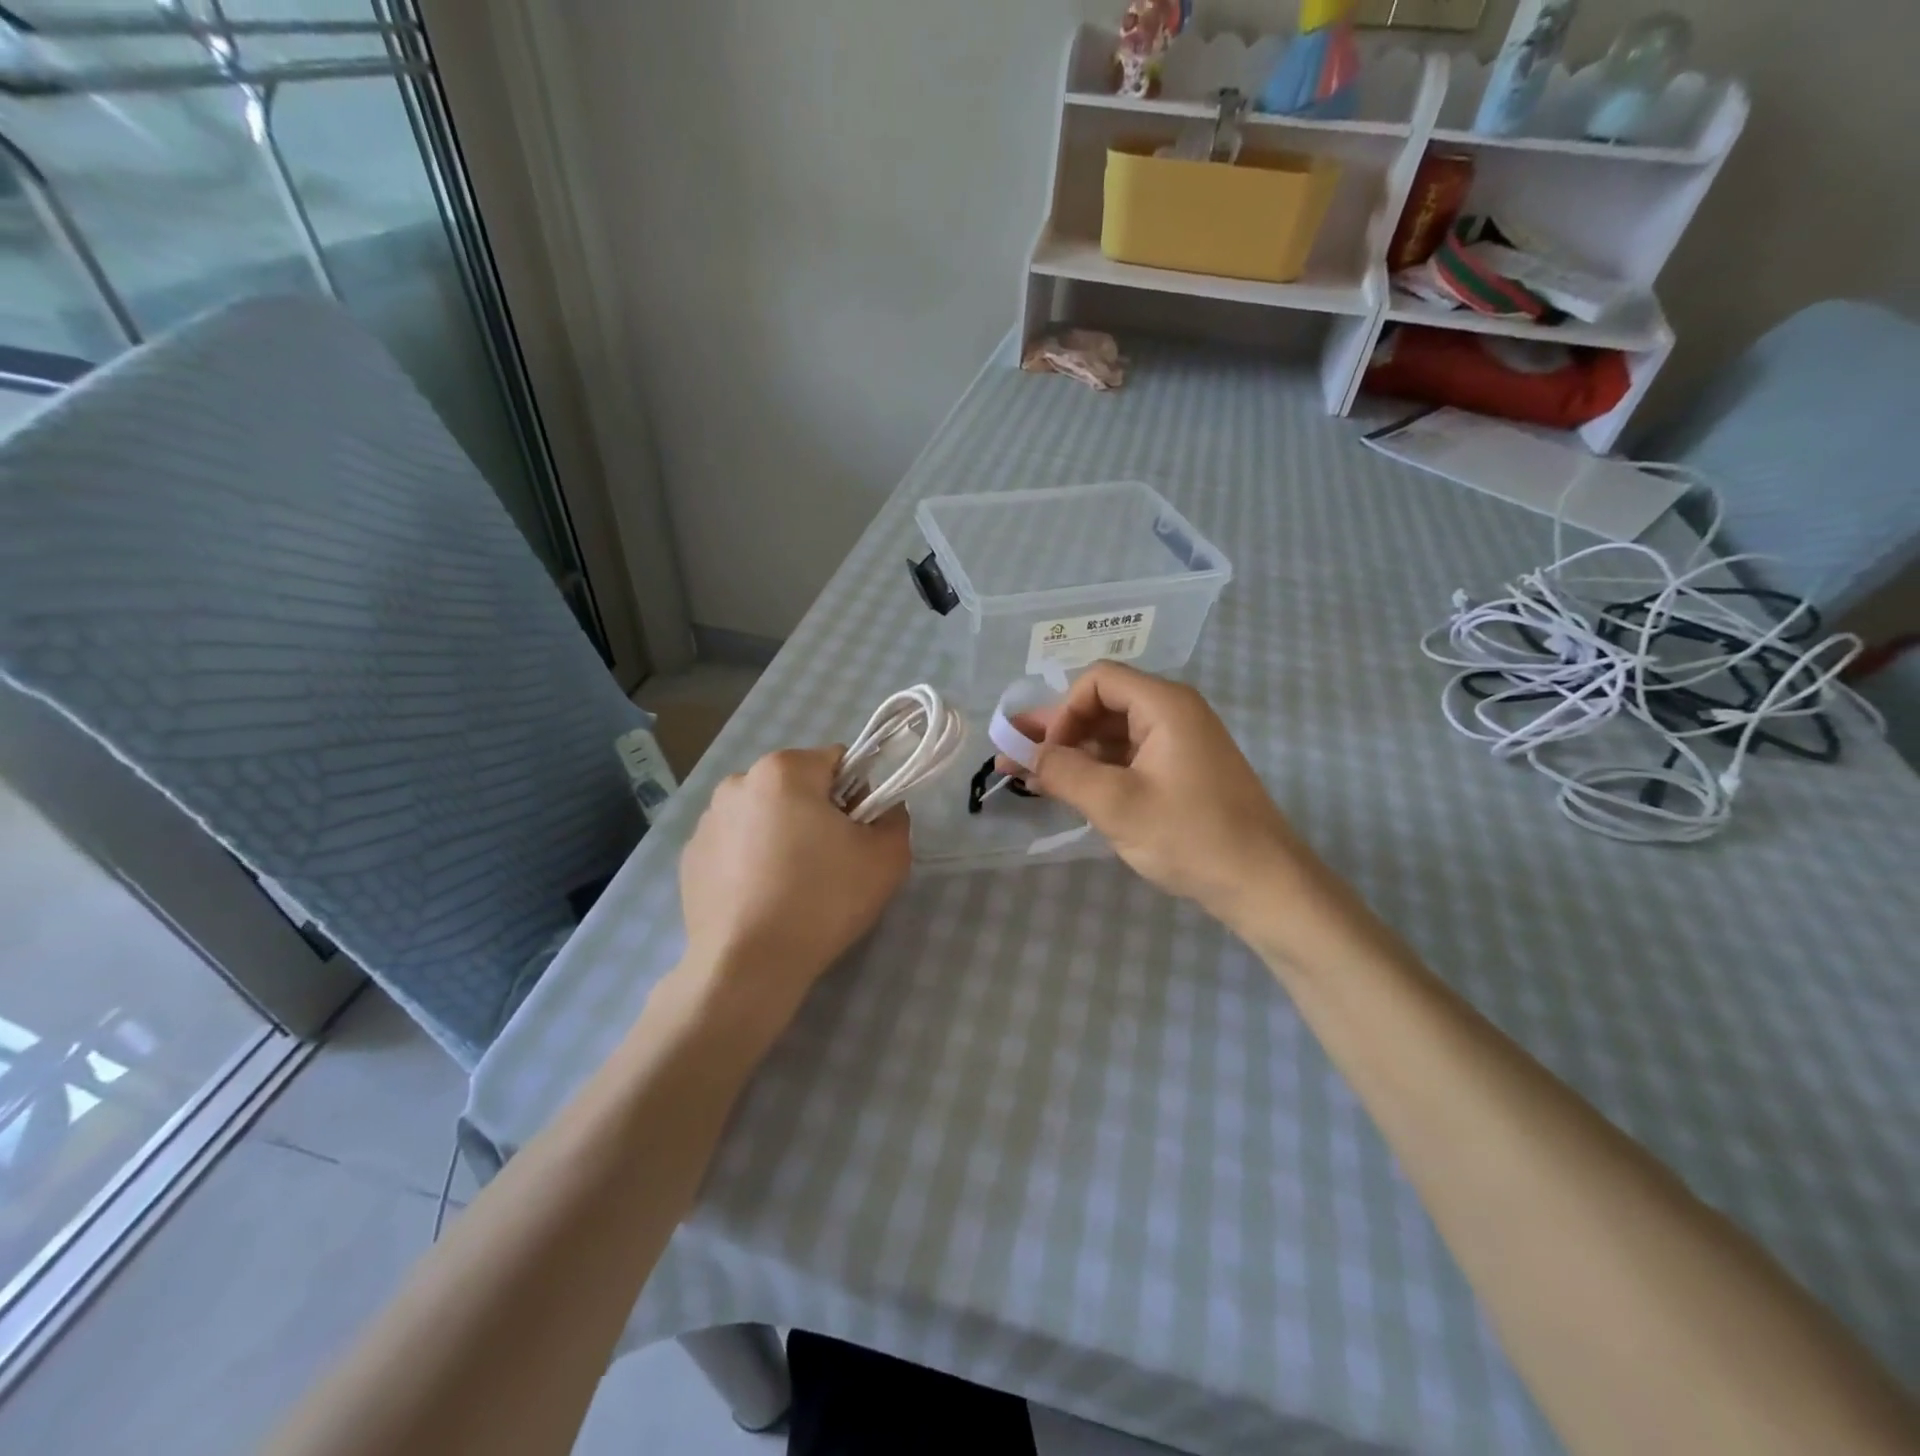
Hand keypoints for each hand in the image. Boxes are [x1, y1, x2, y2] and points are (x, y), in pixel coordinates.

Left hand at [678, 747, 910, 1017]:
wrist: (747, 967)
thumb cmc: (822, 901)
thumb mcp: (887, 859)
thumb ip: (895, 818)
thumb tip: (883, 809)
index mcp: (784, 770)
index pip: (837, 761)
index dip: (858, 794)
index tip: (858, 834)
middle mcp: (737, 782)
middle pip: (798, 786)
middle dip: (817, 813)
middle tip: (830, 863)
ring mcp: (708, 820)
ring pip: (765, 815)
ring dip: (782, 834)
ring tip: (792, 886)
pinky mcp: (691, 857)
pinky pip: (736, 844)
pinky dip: (752, 860)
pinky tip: (762, 898)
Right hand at [1003, 664, 1315, 931]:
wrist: (1263, 884)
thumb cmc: (1190, 836)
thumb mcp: (1116, 804)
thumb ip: (1064, 772)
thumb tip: (1025, 755)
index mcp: (1164, 705)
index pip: (1098, 681)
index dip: (1063, 711)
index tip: (1046, 754)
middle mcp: (1173, 714)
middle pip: (1103, 705)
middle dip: (1056, 731)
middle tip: (1011, 755)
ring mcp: (1179, 744)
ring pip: (1112, 735)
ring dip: (1072, 754)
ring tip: (1029, 778)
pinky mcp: (1181, 773)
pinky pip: (1129, 758)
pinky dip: (1096, 771)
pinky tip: (1067, 791)